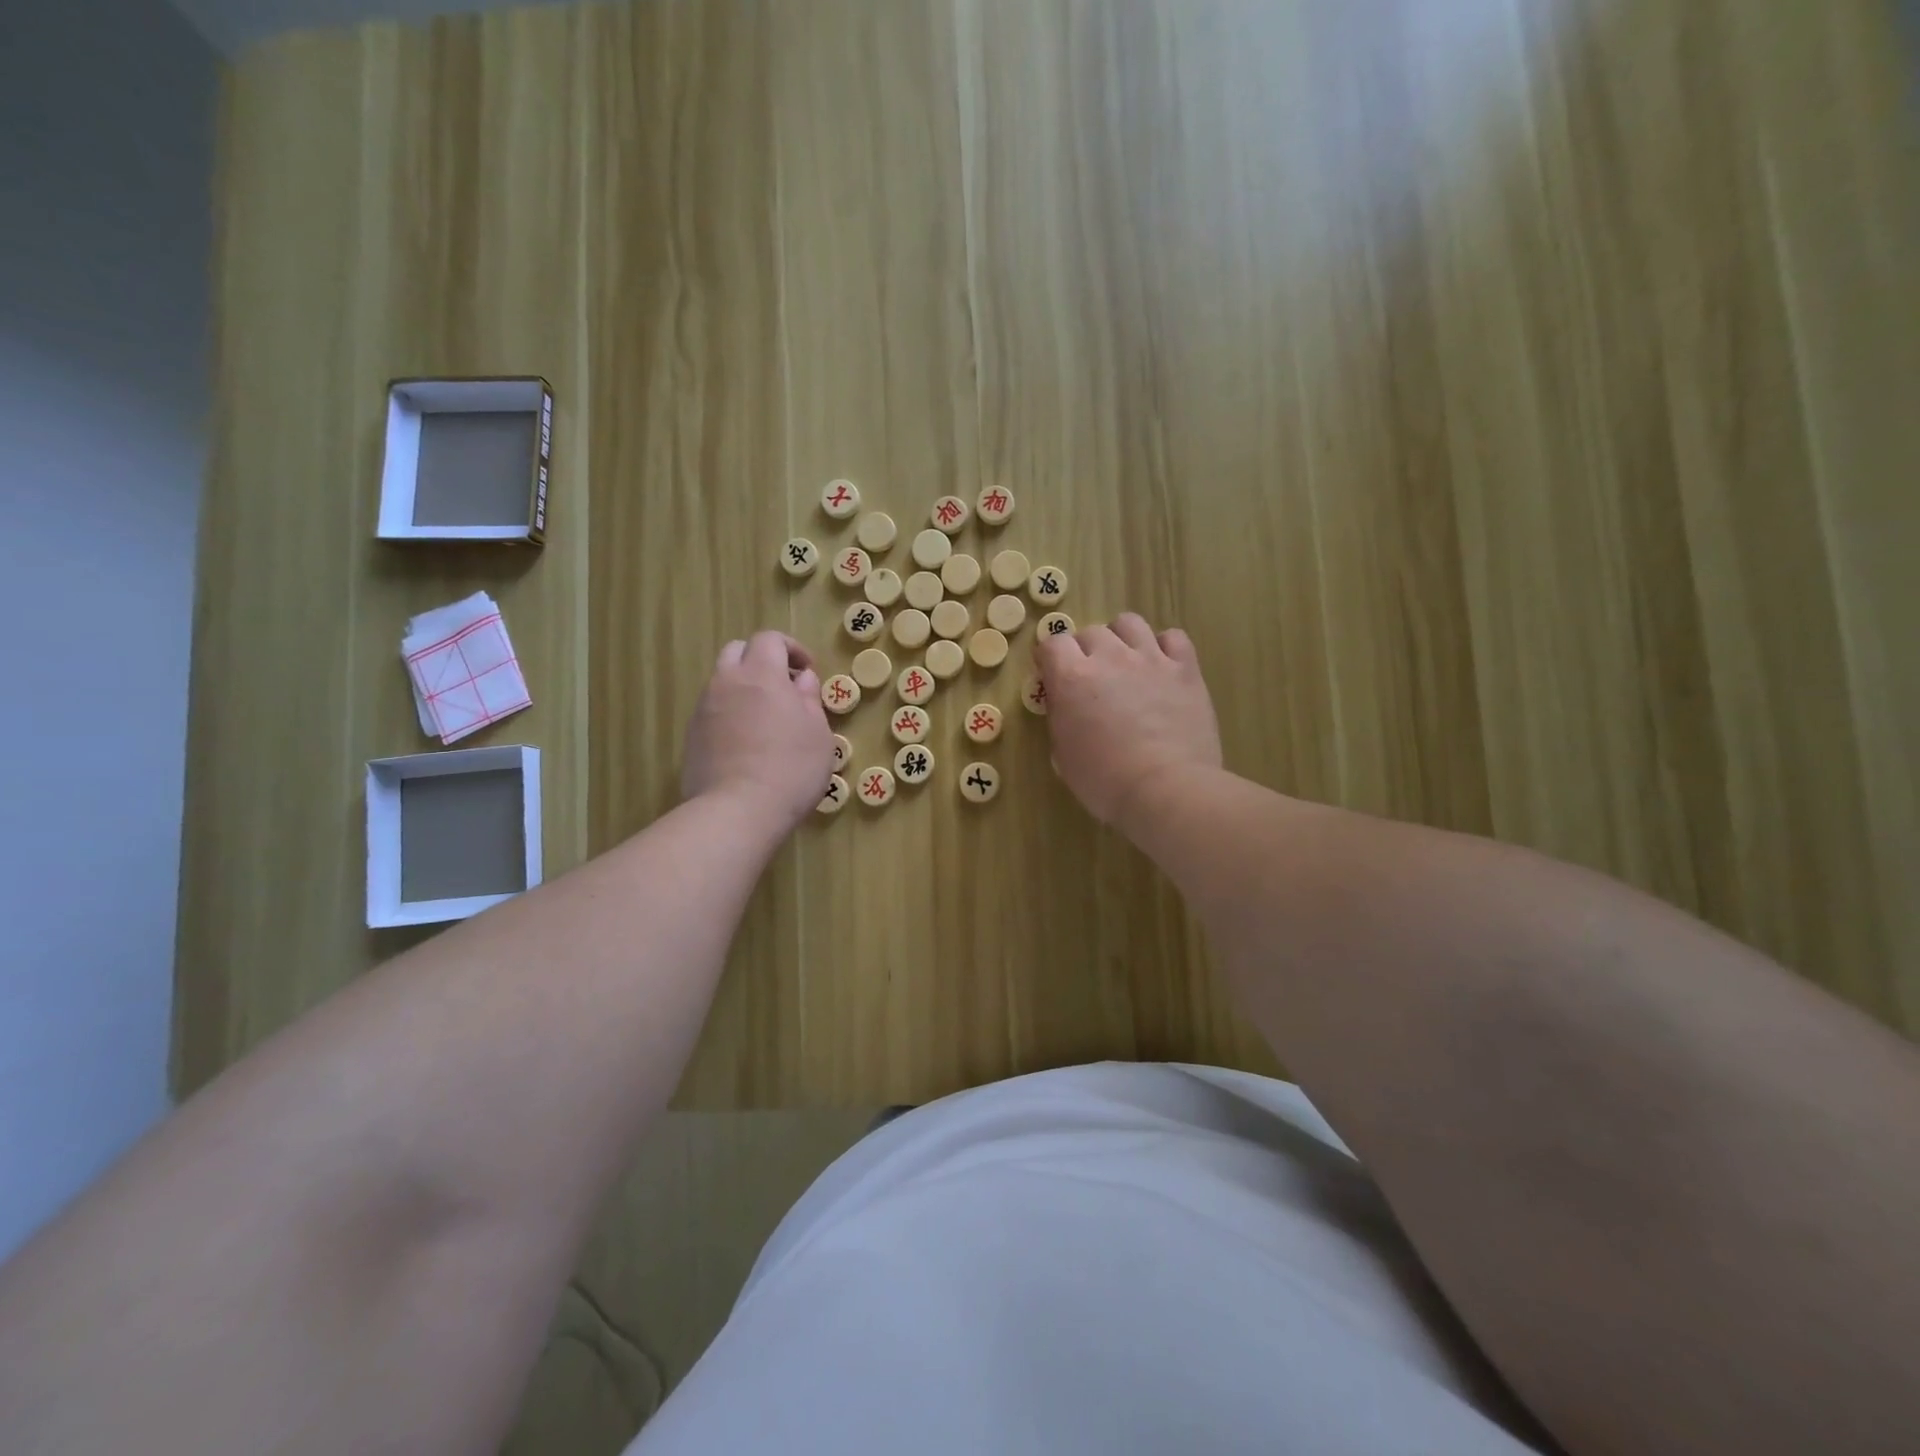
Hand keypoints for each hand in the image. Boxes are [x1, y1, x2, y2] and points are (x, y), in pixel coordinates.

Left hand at [682, 631, 835, 827]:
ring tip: (765, 717)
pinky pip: (712, 710)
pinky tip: (747, 743)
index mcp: (761, 674)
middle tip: (783, 686)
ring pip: (721, 681)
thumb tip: (801, 680)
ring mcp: (704, 709)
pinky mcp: (692, 736)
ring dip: (744, 687)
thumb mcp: (818, 733)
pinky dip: (730, 713)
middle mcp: (726, 682)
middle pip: (737, 651)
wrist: (738, 810)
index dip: (791, 648)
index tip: (807, 670)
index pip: (769, 639)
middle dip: (761, 660)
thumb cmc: (791, 768)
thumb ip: (809, 699)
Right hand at [1034, 612, 1222, 827]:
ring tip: (1125, 662)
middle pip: (1090, 632)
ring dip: (1121, 638)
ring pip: (1129, 623)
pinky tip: (1161, 667)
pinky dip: (1164, 647)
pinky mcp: (1185, 669)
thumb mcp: (1063, 754)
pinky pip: (1173, 637)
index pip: (1052, 643)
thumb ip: (1061, 718)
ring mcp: (1150, 659)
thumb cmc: (1104, 781)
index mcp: (1072, 678)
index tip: (1052, 674)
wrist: (1165, 789)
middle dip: (1085, 650)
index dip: (1050, 658)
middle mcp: (1109, 657)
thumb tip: (1066, 705)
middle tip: (1091, 677)